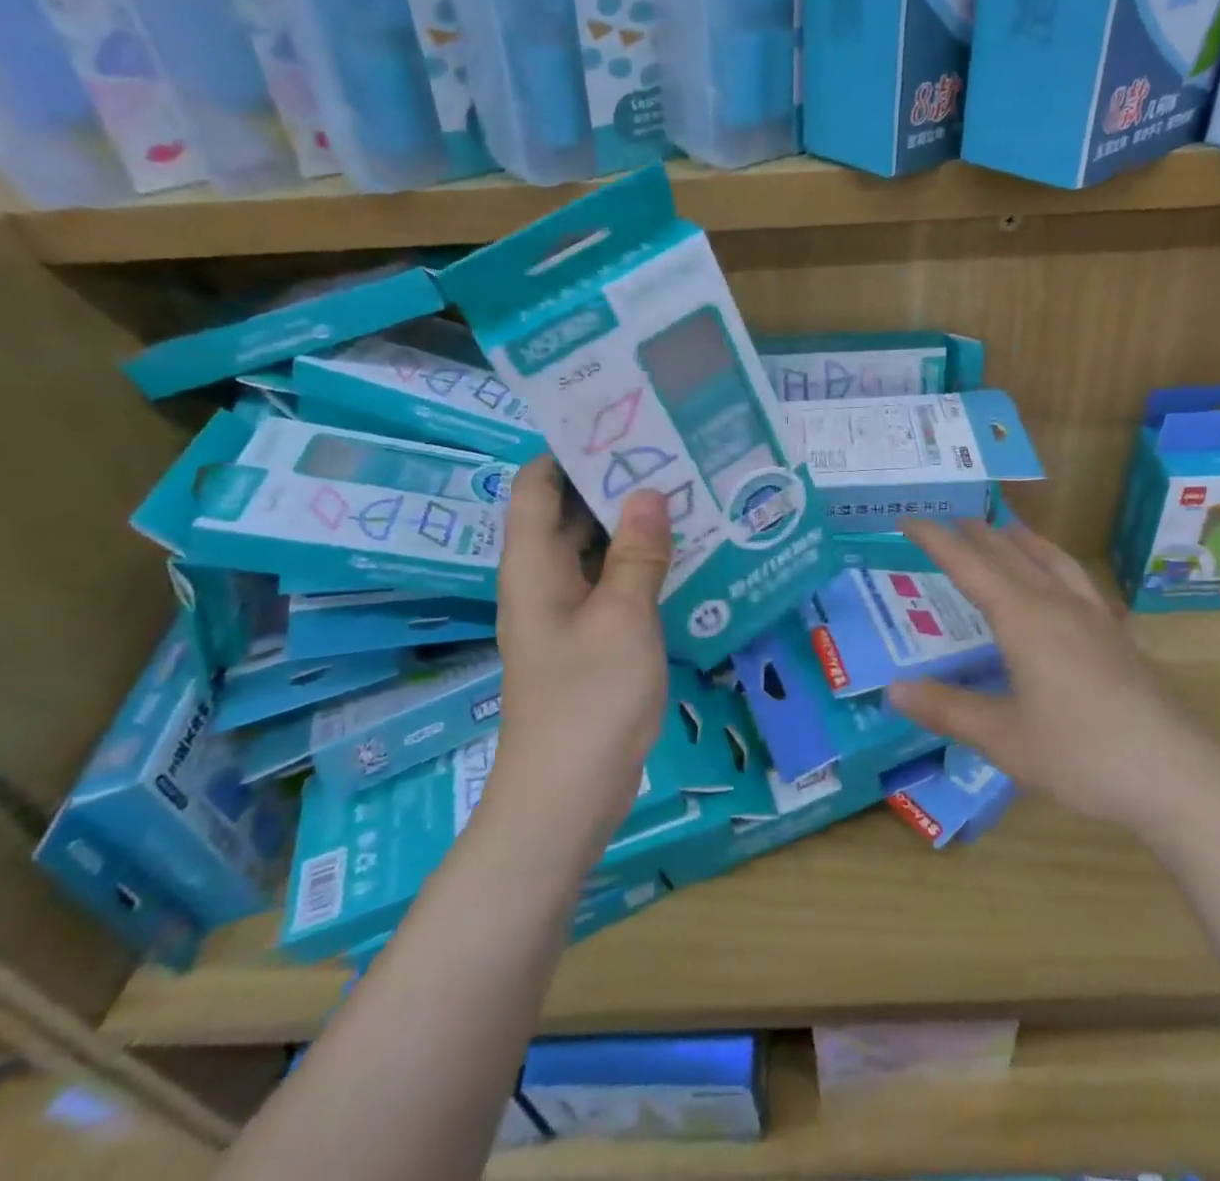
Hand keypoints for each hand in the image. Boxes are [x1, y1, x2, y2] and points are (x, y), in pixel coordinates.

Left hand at [487, 456, 671, 849]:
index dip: (567, 450)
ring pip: (594, 549)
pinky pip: (610, 584)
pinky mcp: (588, 638)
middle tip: (670, 453)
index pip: (536, 485)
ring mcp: (566, 611)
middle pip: (568, 512)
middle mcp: (543, 579)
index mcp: (533, 565)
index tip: (617, 425)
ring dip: (631, 524)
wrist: (567, 795)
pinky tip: (684, 554)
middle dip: (612, 482)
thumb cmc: (589, 698)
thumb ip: (636, 553)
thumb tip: (649, 492)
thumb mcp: (622, 617)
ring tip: (685, 492)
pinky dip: (638, 564)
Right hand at [891, 518, 1219, 838]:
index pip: (970, 566)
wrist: (1178, 776)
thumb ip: (947, 709)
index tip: (910, 519)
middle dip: (980, 536)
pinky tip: (1070, 586)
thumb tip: (894, 689)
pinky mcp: (1121, 639)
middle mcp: (1059, 606)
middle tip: (956, 521)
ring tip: (1011, 530)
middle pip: (1013, 556)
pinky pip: (1084, 586)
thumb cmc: (1081, 754)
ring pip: (1055, 563)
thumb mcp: (1002, 738)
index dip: (937, 540)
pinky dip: (1062, 569)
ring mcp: (1096, 620)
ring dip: (1026, 543)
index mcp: (1024, 619)